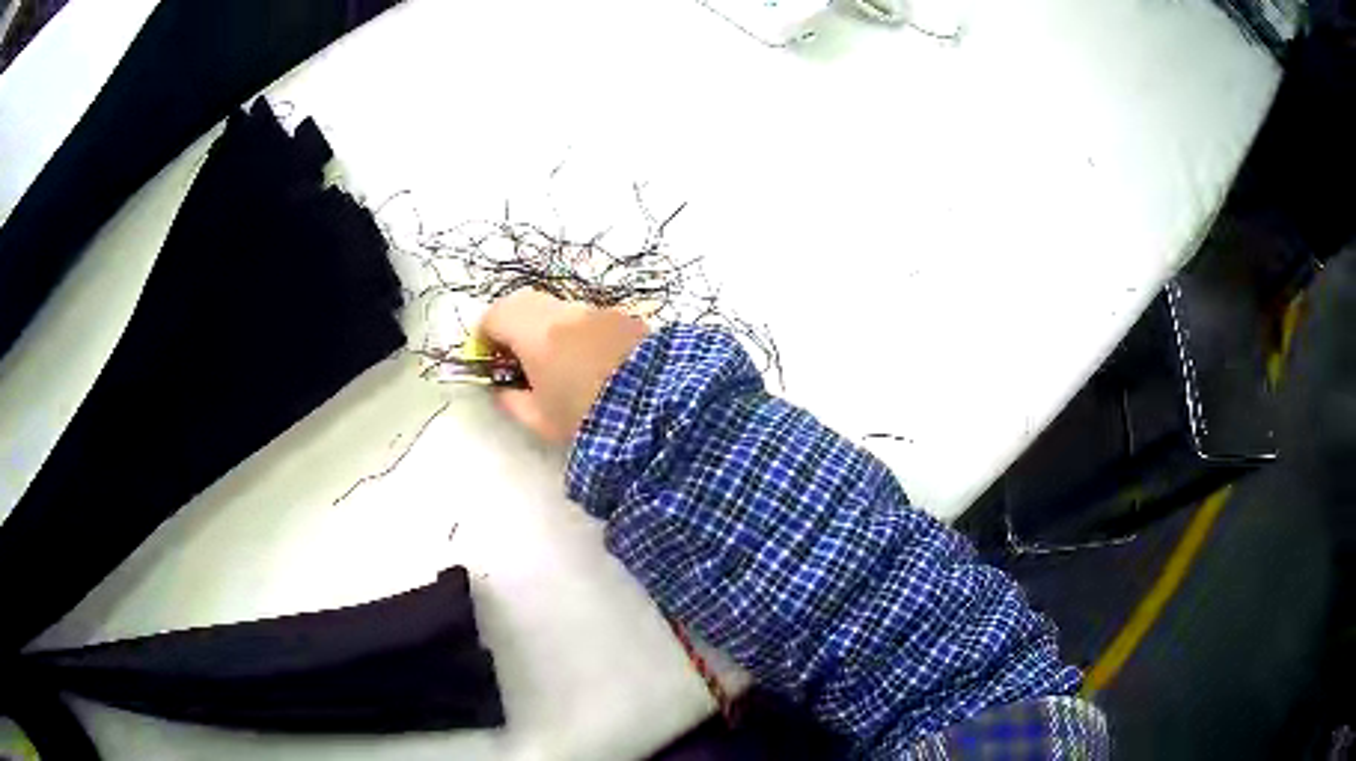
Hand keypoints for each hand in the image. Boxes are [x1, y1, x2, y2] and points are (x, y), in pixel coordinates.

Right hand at [479, 290, 649, 443]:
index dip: (485, 335)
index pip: (495, 314)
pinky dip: (578, 332)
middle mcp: (565, 312)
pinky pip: (589, 318)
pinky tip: (591, 363)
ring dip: (549, 328)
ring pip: (560, 309)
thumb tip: (502, 388)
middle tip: (517, 357)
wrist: (659, 410)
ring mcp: (598, 311)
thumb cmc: (589, 419)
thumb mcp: (540, 420)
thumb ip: (511, 401)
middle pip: (525, 302)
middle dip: (514, 325)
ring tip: (558, 364)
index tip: (490, 359)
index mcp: (536, 332)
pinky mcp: (626, 318)